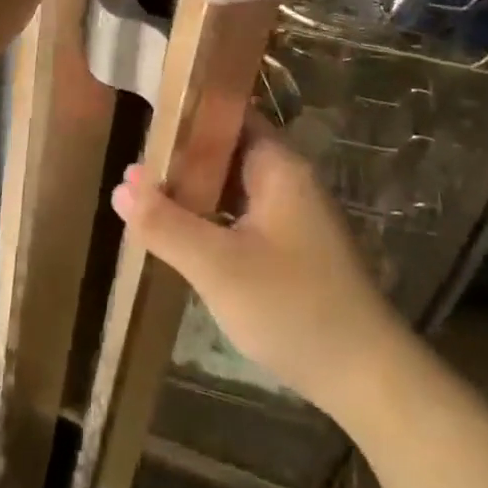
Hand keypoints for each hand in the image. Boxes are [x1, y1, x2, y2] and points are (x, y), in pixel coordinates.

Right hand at [110, 124, 409, 422]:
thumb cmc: (292, 307)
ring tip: (145, 195)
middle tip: (134, 165)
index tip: (146, 118)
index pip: (229, 113)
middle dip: (182, 156)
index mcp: (278, 166)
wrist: (366, 377)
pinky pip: (242, 215)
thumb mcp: (218, 266)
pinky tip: (181, 233)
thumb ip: (165, 224)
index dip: (188, 111)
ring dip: (194, 190)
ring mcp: (292, 214)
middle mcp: (288, 180)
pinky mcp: (291, 247)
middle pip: (227, 149)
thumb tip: (122, 185)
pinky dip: (212, 217)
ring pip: (232, 186)